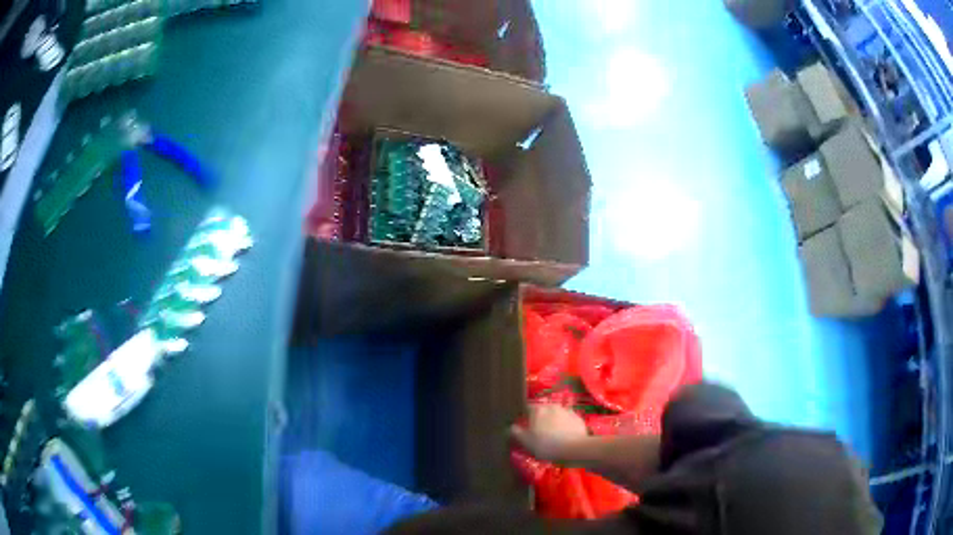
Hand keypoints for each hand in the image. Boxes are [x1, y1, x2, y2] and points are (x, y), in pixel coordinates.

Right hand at [510, 404, 588, 462]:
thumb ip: (516, 432)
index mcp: (538, 409)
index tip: (524, 426)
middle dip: (540, 419)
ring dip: (553, 422)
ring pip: (556, 415)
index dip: (524, 417)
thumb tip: (510, 427)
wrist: (573, 448)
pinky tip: (565, 437)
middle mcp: (552, 406)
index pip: (527, 408)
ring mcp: (567, 411)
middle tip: (539, 433)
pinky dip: (565, 427)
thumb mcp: (525, 441)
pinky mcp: (578, 419)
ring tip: (553, 436)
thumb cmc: (545, 445)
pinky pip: (568, 421)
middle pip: (543, 411)